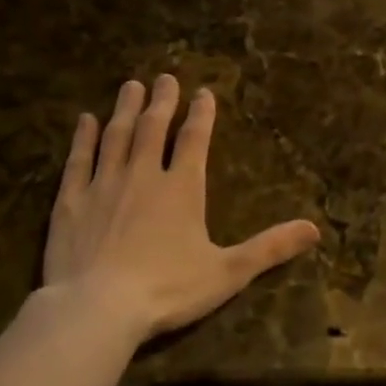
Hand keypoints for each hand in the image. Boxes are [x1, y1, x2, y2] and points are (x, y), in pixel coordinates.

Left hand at [41, 76, 319, 341]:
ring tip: (131, 87)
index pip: (194, 140)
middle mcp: (143, 175)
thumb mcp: (228, 272)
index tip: (203, 92)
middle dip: (163, 102)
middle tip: (165, 78)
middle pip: (153, 129)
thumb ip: (270, 248)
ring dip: (125, 110)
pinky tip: (85, 121)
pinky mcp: (70, 201)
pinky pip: (78, 160)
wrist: (98, 307)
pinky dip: (83, 138)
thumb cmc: (168, 289)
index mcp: (182, 188)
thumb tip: (315, 229)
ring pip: (116, 136)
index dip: (201, 115)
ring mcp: (103, 185)